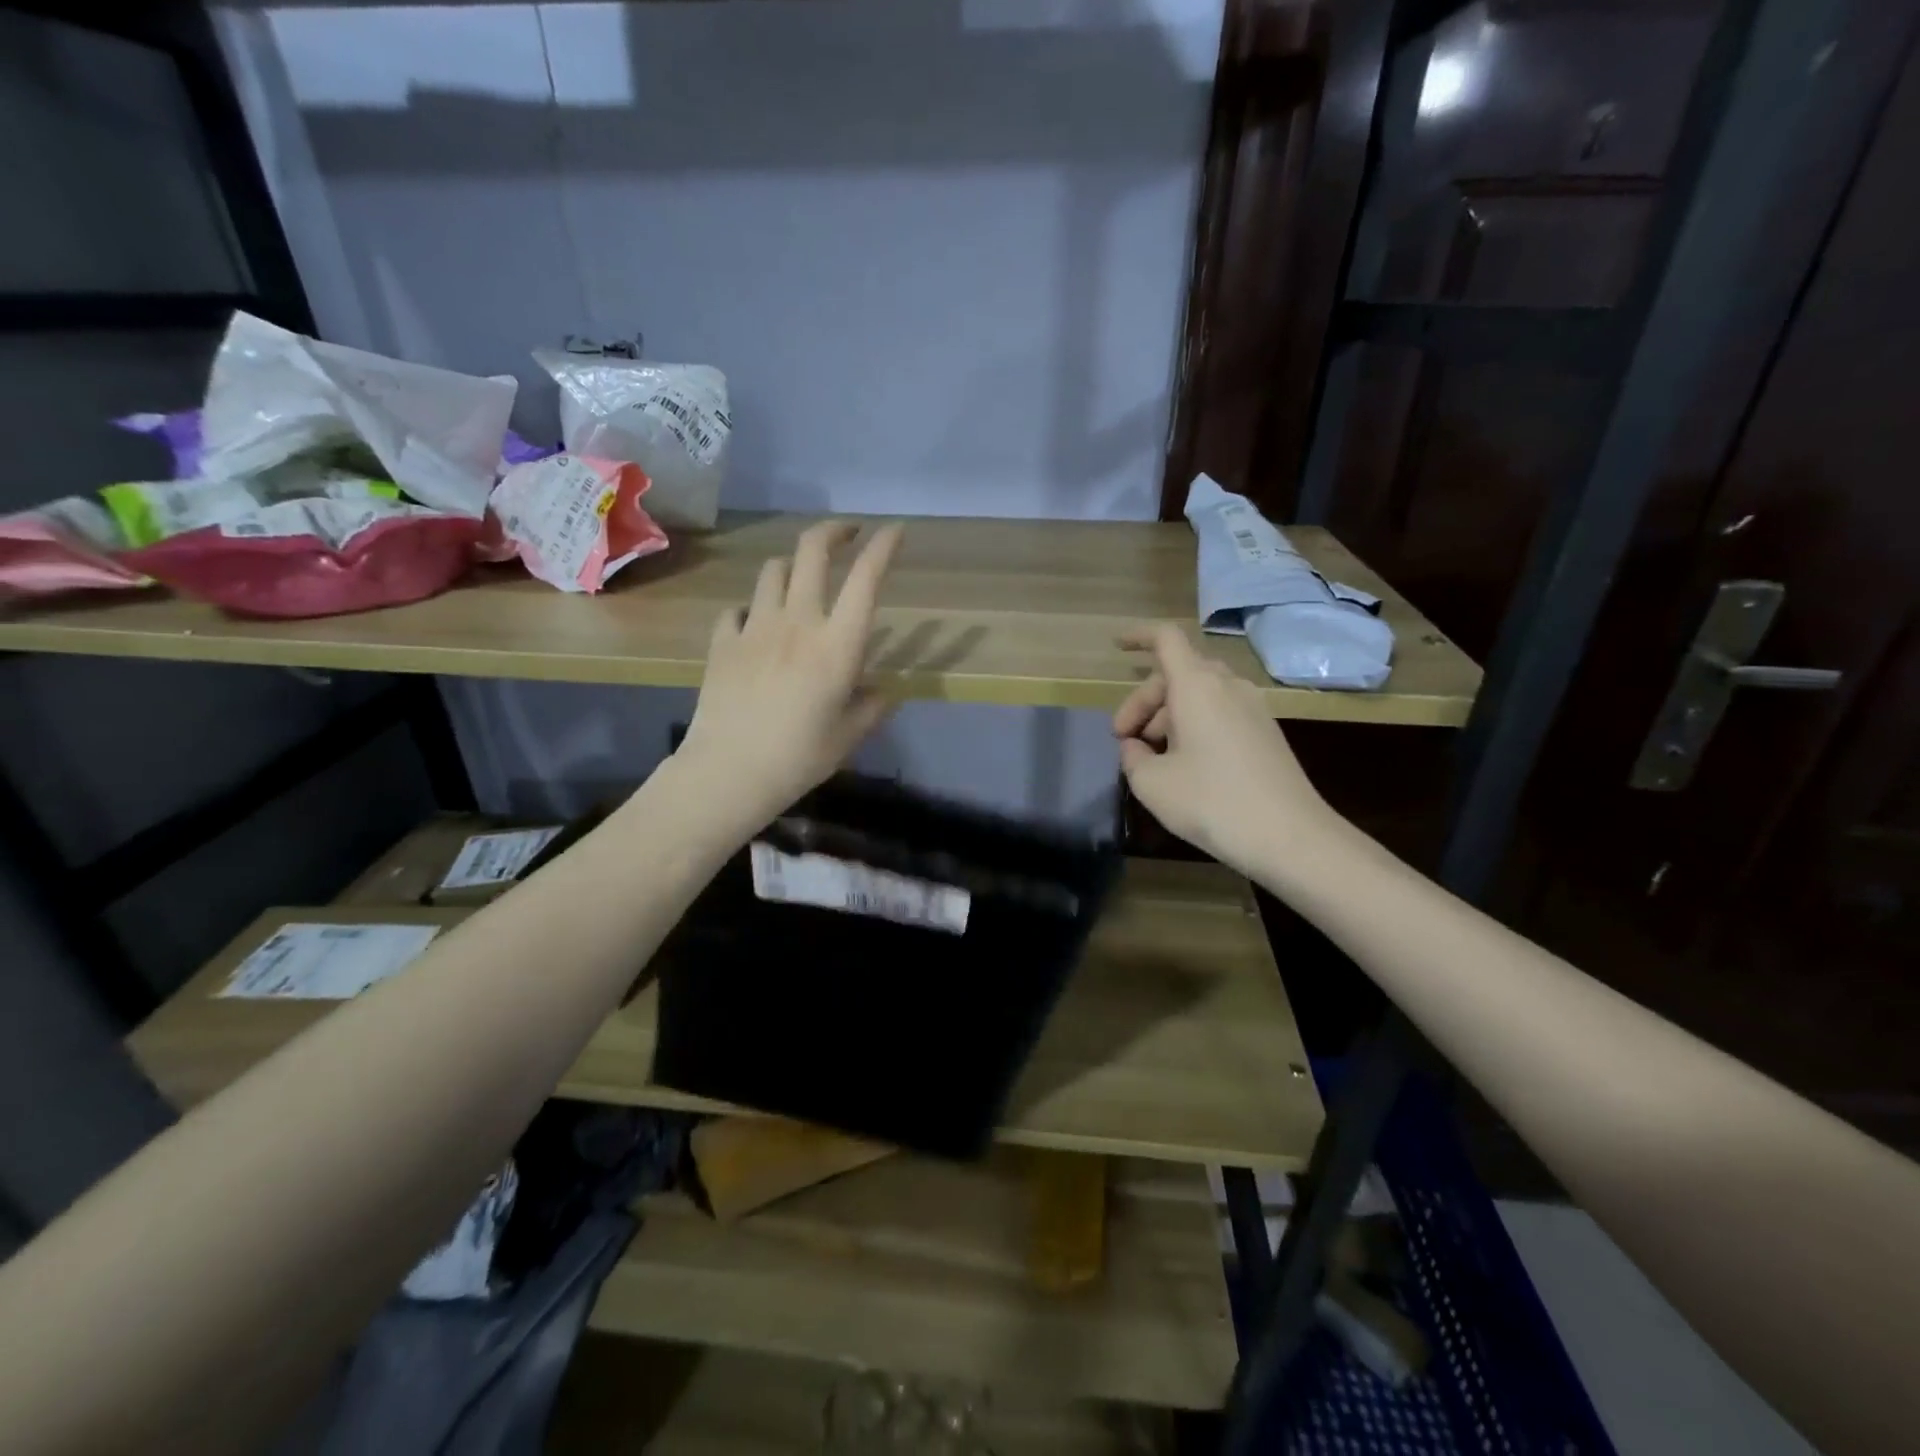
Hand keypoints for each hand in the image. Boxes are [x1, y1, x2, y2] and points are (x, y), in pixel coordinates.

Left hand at [677, 521, 903, 828]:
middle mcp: (798, 622)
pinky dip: (752, 609)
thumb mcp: (849, 736)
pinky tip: (756, 626)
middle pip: (812, 551)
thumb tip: (881, 691)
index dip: (883, 548)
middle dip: (833, 531)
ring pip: (773, 570)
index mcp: (837, 644)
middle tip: (848, 533)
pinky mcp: (723, 641)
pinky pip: (739, 608)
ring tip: (802, 581)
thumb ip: (871, 706)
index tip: (895, 530)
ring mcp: (755, 627)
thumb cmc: (799, 757)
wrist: (729, 771)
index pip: (865, 579)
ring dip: (792, 566)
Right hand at [1114, 624, 1342, 877]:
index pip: (1166, 639)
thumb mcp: (1152, 784)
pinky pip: (1220, 712)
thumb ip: (1132, 757)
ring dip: (1168, 716)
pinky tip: (1185, 765)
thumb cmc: (1211, 803)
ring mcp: (1252, 708)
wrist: (1290, 837)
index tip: (1117, 648)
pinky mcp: (1265, 732)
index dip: (1139, 637)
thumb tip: (1136, 747)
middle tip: (1124, 741)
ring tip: (1152, 757)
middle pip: (1177, 673)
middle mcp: (1227, 686)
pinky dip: (1194, 726)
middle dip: (1144, 701)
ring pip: (1199, 694)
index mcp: (1197, 686)